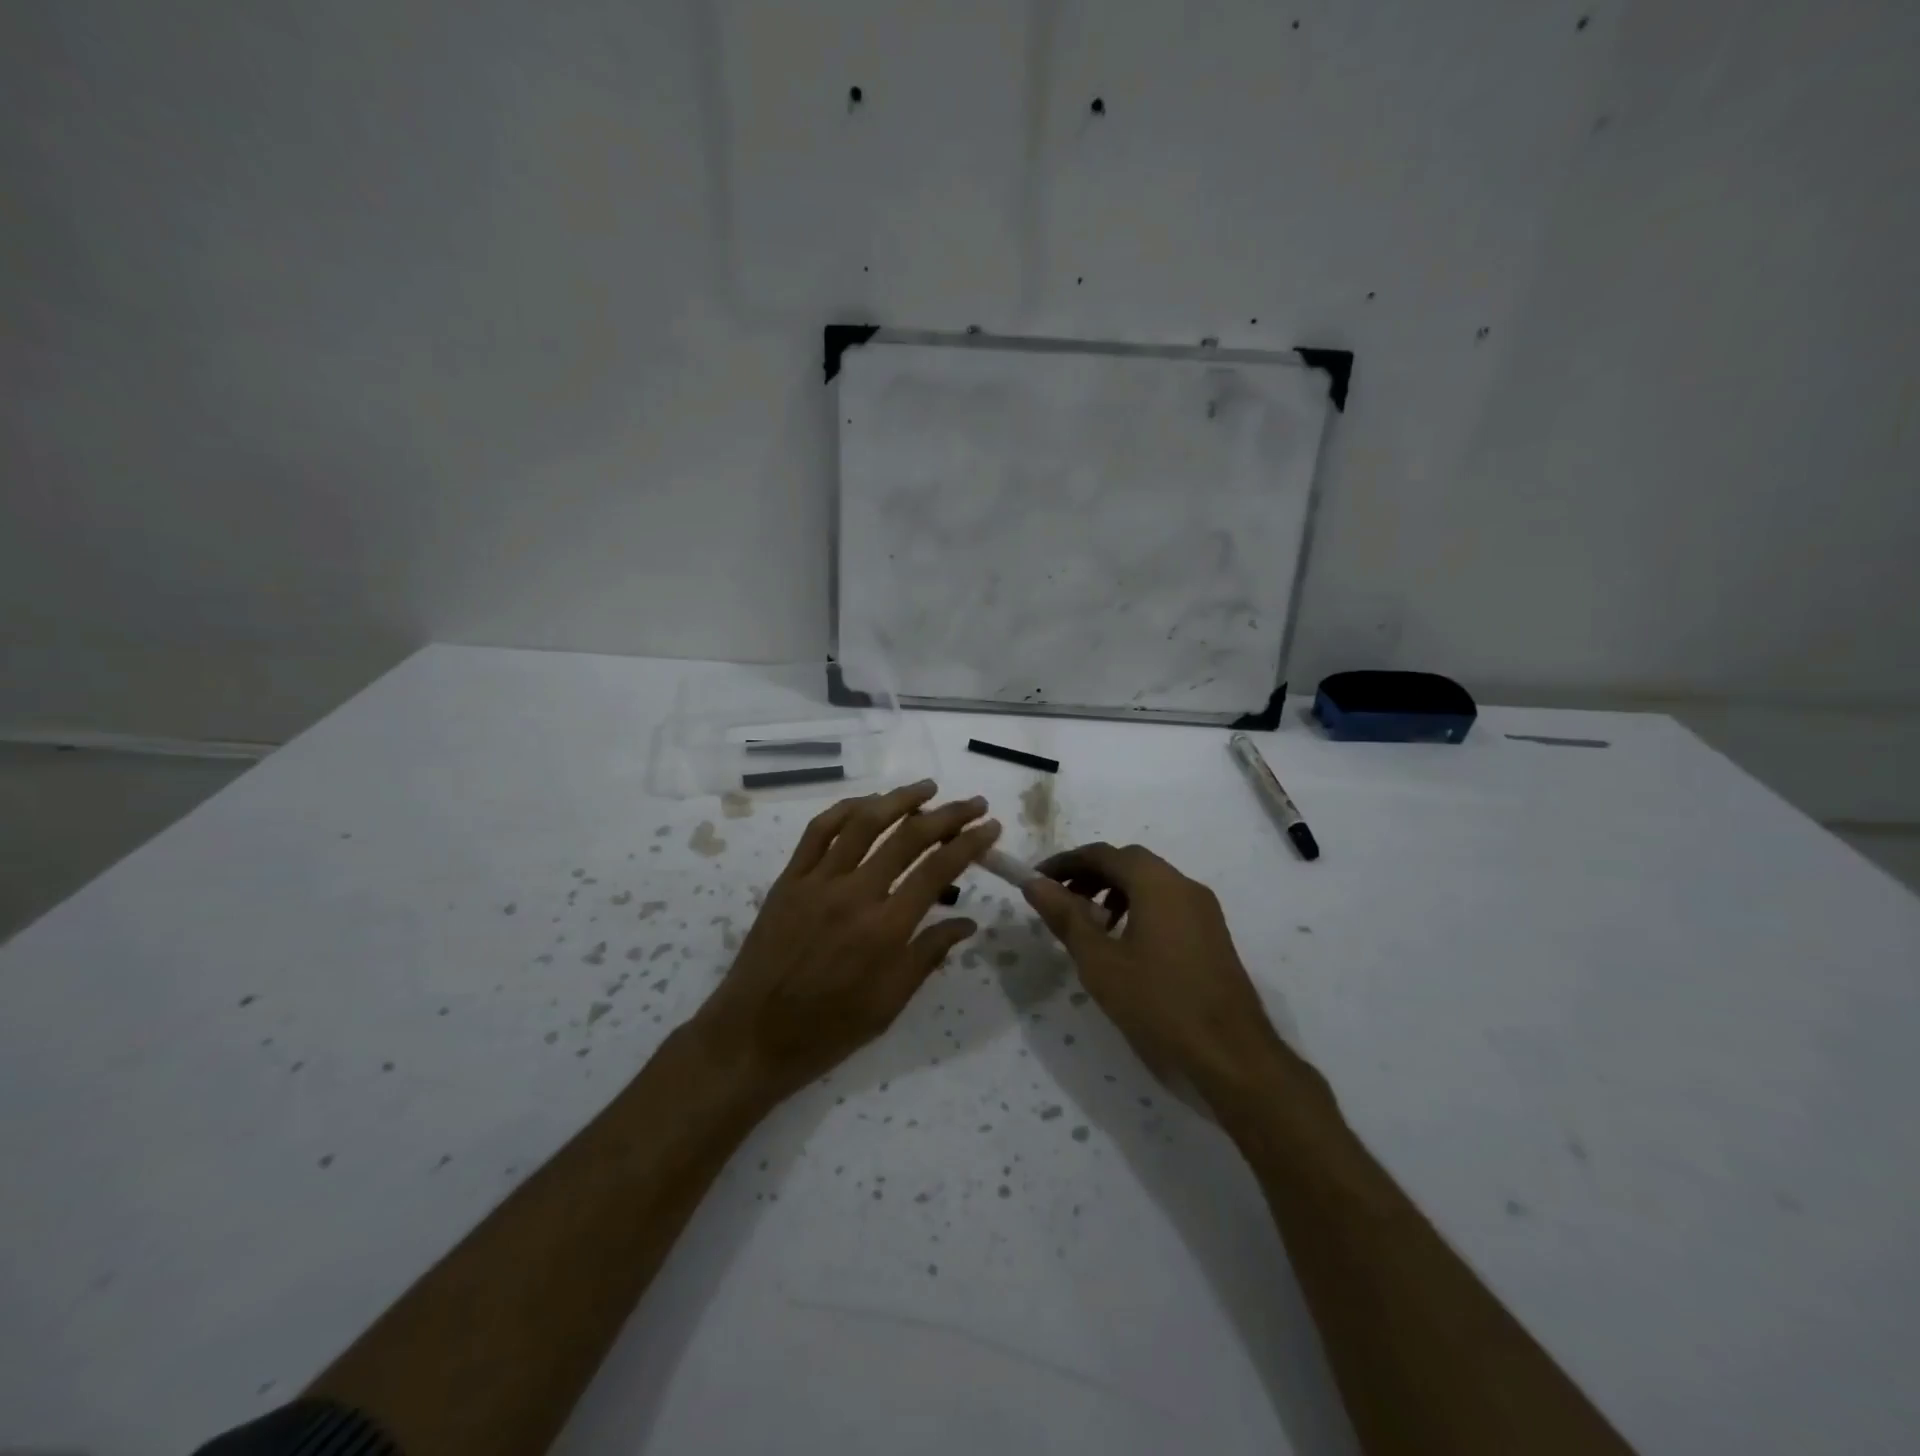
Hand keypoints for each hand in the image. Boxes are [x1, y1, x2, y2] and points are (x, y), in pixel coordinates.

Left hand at [692, 780, 1000, 1102]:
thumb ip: (928, 955)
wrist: (752, 1036)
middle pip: (908, 838)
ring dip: (900, 799)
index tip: (990, 826)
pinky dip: (846, 810)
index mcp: (885, 930)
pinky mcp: (789, 879)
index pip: (938, 871)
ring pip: (863, 823)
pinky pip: (818, 831)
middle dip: (947, 815)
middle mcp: (854, 895)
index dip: (969, 843)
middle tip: (972, 803)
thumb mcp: (889, 1004)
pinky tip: (868, 804)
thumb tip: (967, 922)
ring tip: (927, 787)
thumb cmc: (828, 1029)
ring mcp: (817, 882)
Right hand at [1023, 842, 1288, 1099]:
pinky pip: (1167, 904)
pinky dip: (1138, 908)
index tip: (1036, 881)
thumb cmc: (1158, 1005)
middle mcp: (1184, 885)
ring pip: (1150, 883)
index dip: (1065, 863)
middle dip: (1090, 875)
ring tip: (1088, 925)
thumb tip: (1034, 883)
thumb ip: (1066, 917)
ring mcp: (1204, 910)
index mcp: (1157, 883)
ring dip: (1114, 892)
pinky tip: (1124, 944)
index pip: (1102, 854)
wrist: (1233, 1058)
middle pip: (1128, 863)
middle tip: (1059, 900)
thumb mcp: (1100, 962)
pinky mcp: (1212, 935)